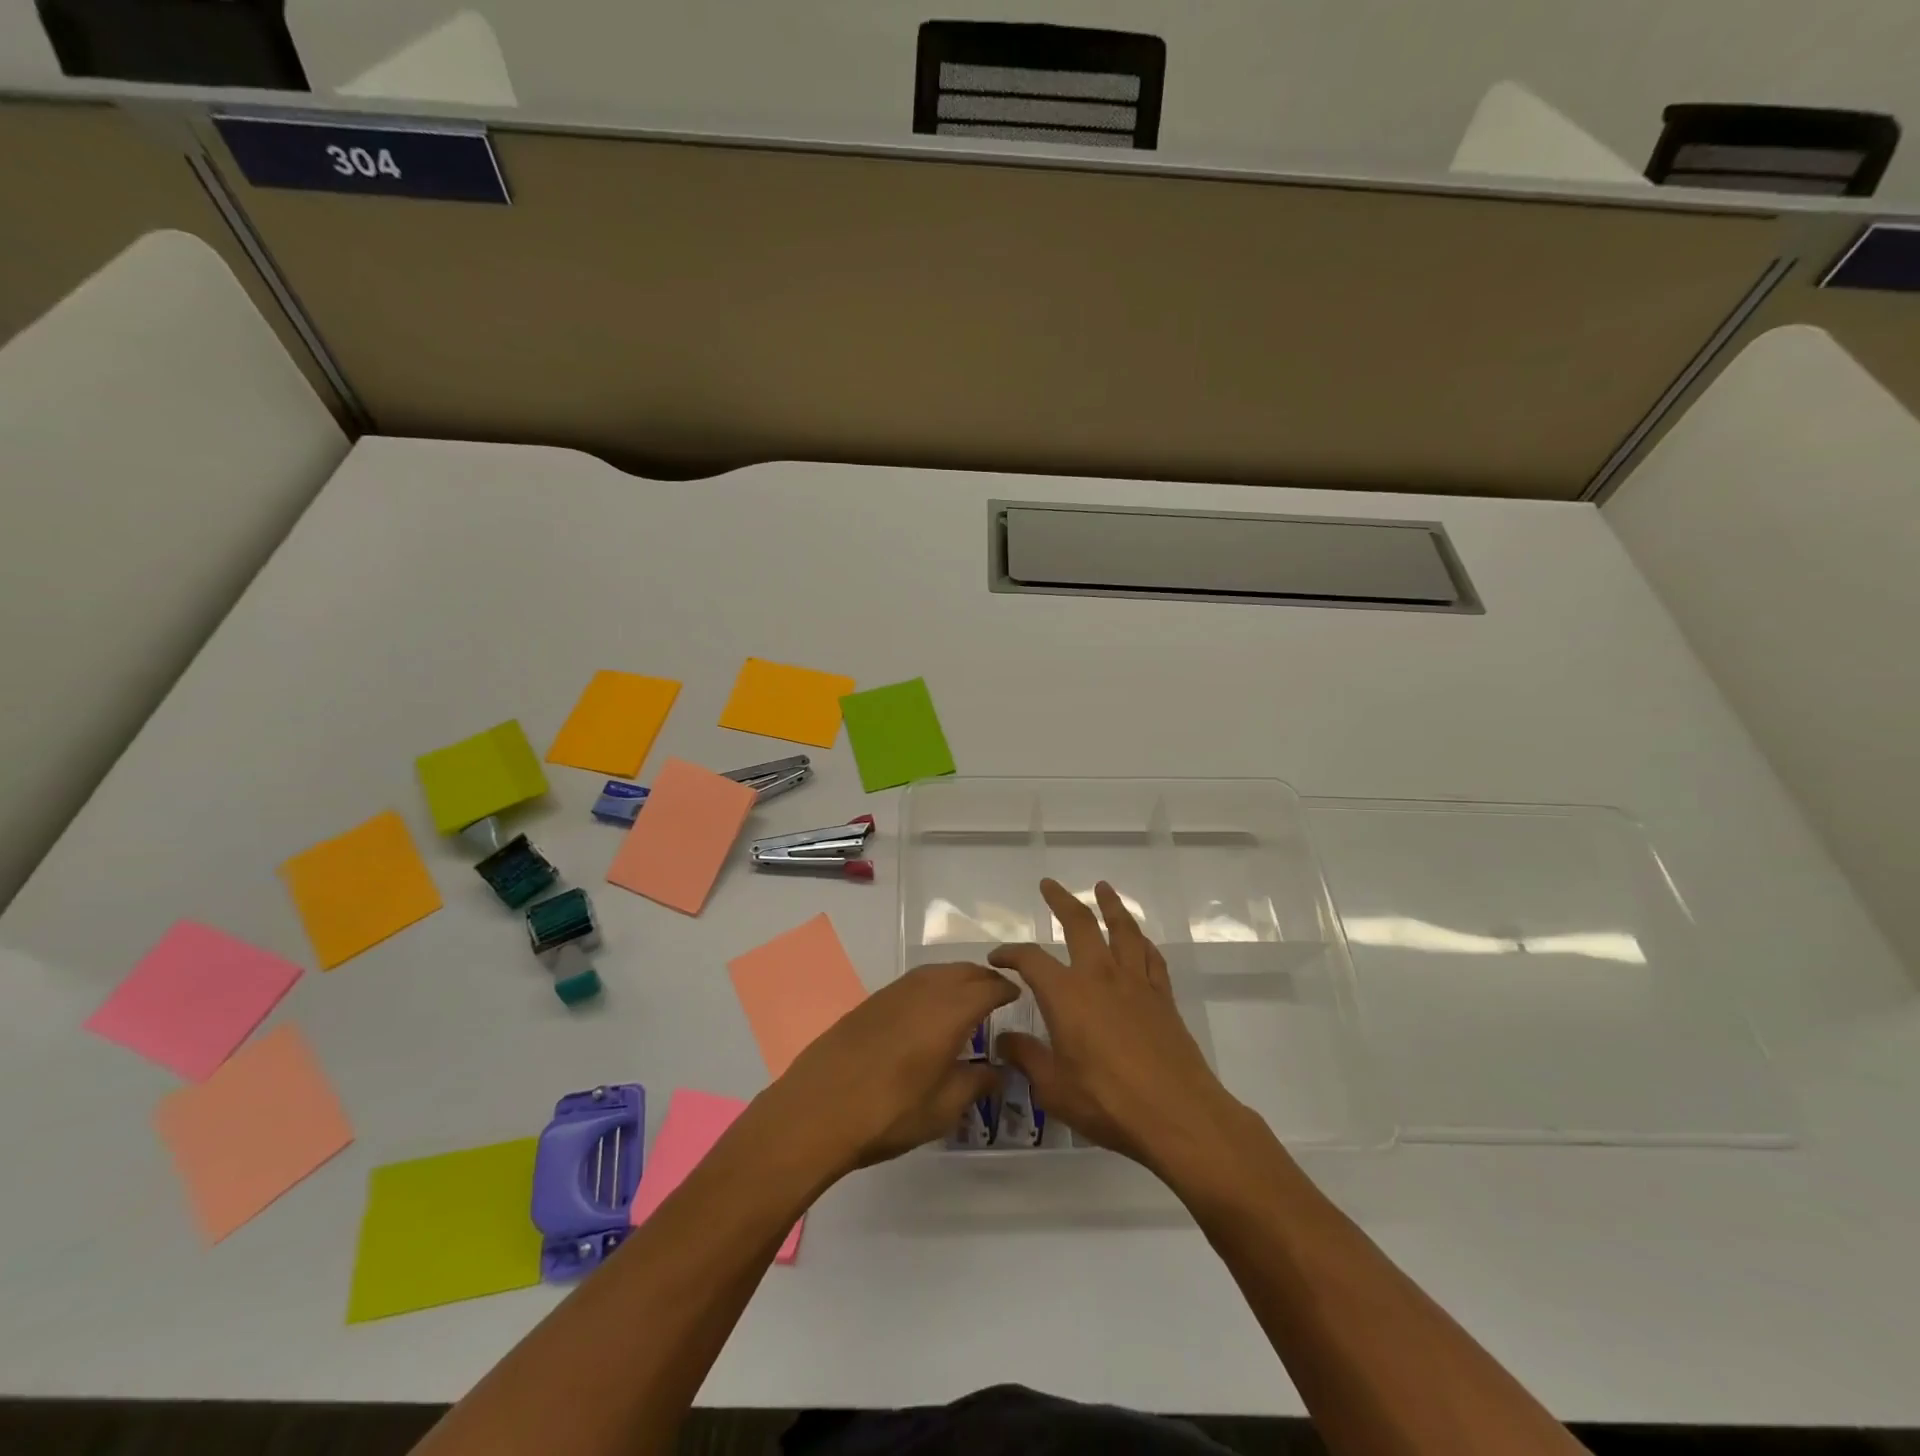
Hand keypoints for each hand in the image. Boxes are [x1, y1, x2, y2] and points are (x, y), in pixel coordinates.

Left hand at [758, 961, 1016, 1177]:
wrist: (817, 1109)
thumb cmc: (889, 1112)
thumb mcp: (942, 1108)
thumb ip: (975, 1083)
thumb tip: (997, 1070)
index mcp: (949, 1012)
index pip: (988, 987)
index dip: (1006, 989)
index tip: (1017, 996)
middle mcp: (924, 990)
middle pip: (962, 971)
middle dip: (984, 978)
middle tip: (996, 995)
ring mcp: (894, 992)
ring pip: (936, 972)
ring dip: (957, 978)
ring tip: (965, 999)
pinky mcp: (871, 1001)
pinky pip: (913, 981)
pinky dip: (932, 985)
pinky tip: (928, 1009)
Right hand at [989, 879, 1246, 1175]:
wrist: (1177, 1115)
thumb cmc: (1108, 1103)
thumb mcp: (1054, 1088)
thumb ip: (1027, 1058)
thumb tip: (1004, 1040)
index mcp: (1066, 995)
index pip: (1031, 960)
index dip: (1010, 954)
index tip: (997, 958)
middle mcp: (1100, 976)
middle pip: (1080, 924)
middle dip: (1061, 901)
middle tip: (1049, 885)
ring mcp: (1135, 983)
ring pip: (1122, 930)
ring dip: (1110, 905)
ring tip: (1102, 888)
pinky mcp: (1162, 997)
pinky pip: (1150, 956)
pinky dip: (1141, 940)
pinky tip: (1138, 939)